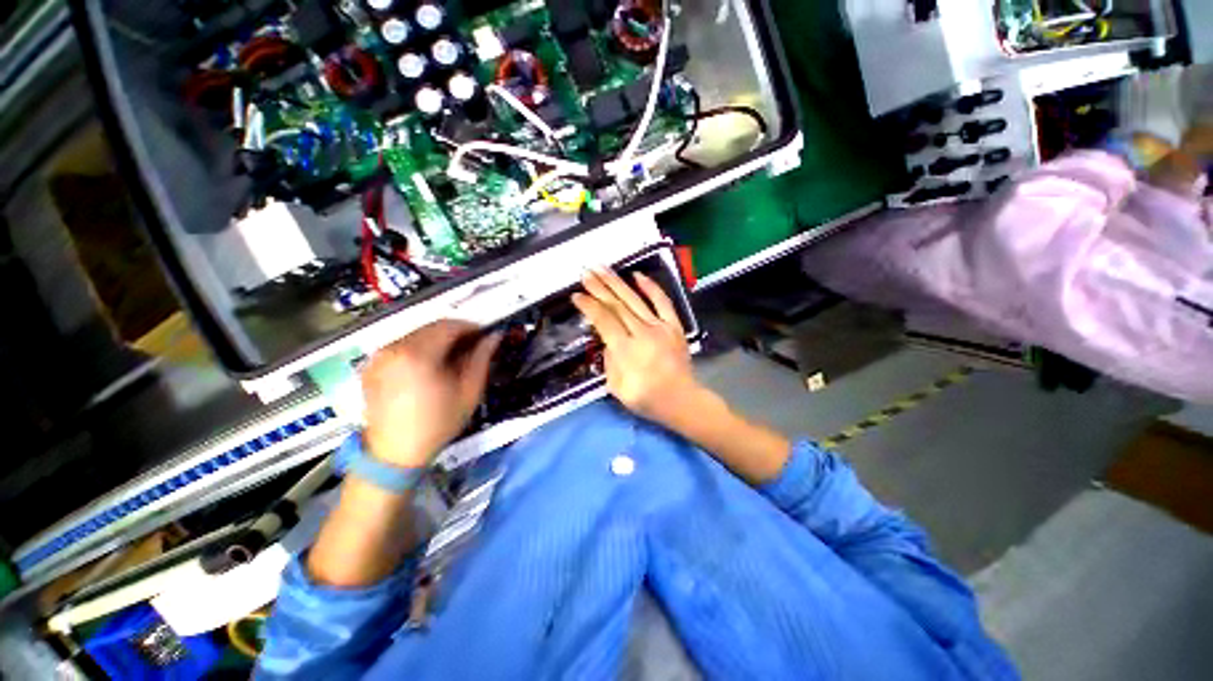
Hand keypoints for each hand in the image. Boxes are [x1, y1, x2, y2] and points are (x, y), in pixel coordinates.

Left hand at [361, 320, 499, 467]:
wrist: (395, 453)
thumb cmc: (438, 423)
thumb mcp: (469, 391)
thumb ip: (482, 358)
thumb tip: (494, 336)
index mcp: (418, 355)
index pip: (449, 326)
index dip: (471, 327)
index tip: (485, 335)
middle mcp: (394, 349)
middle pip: (432, 327)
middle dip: (456, 332)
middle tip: (473, 346)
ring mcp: (379, 357)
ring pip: (416, 334)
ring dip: (438, 339)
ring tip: (453, 357)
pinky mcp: (372, 366)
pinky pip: (402, 346)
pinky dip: (420, 348)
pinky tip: (430, 366)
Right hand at [571, 268, 702, 426]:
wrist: (681, 400)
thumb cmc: (647, 398)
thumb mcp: (617, 388)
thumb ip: (609, 361)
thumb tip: (608, 340)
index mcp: (626, 350)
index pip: (604, 321)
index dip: (589, 306)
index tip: (577, 295)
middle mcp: (642, 333)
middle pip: (617, 305)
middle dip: (599, 288)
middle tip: (585, 273)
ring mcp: (660, 327)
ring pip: (635, 300)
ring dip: (617, 283)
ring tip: (602, 268)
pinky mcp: (674, 326)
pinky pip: (663, 302)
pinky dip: (651, 287)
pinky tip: (638, 275)